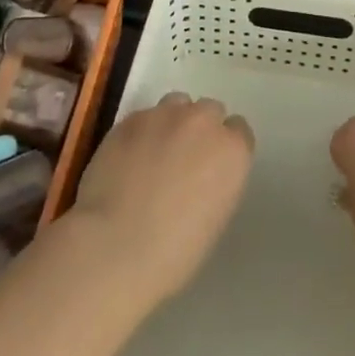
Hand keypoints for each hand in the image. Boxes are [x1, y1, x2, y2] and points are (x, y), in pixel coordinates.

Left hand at [67, 91, 253, 306]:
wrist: (115, 245)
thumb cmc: (174, 251)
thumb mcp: (215, 218)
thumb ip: (217, 181)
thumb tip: (202, 175)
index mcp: (232, 151)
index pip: (239, 131)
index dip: (225, 148)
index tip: (212, 167)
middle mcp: (203, 122)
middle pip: (209, 110)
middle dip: (201, 129)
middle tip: (184, 158)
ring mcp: (165, 115)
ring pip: (176, 104)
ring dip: (172, 122)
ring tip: (155, 151)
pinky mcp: (131, 118)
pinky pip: (145, 116)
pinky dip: (142, 131)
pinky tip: (128, 157)